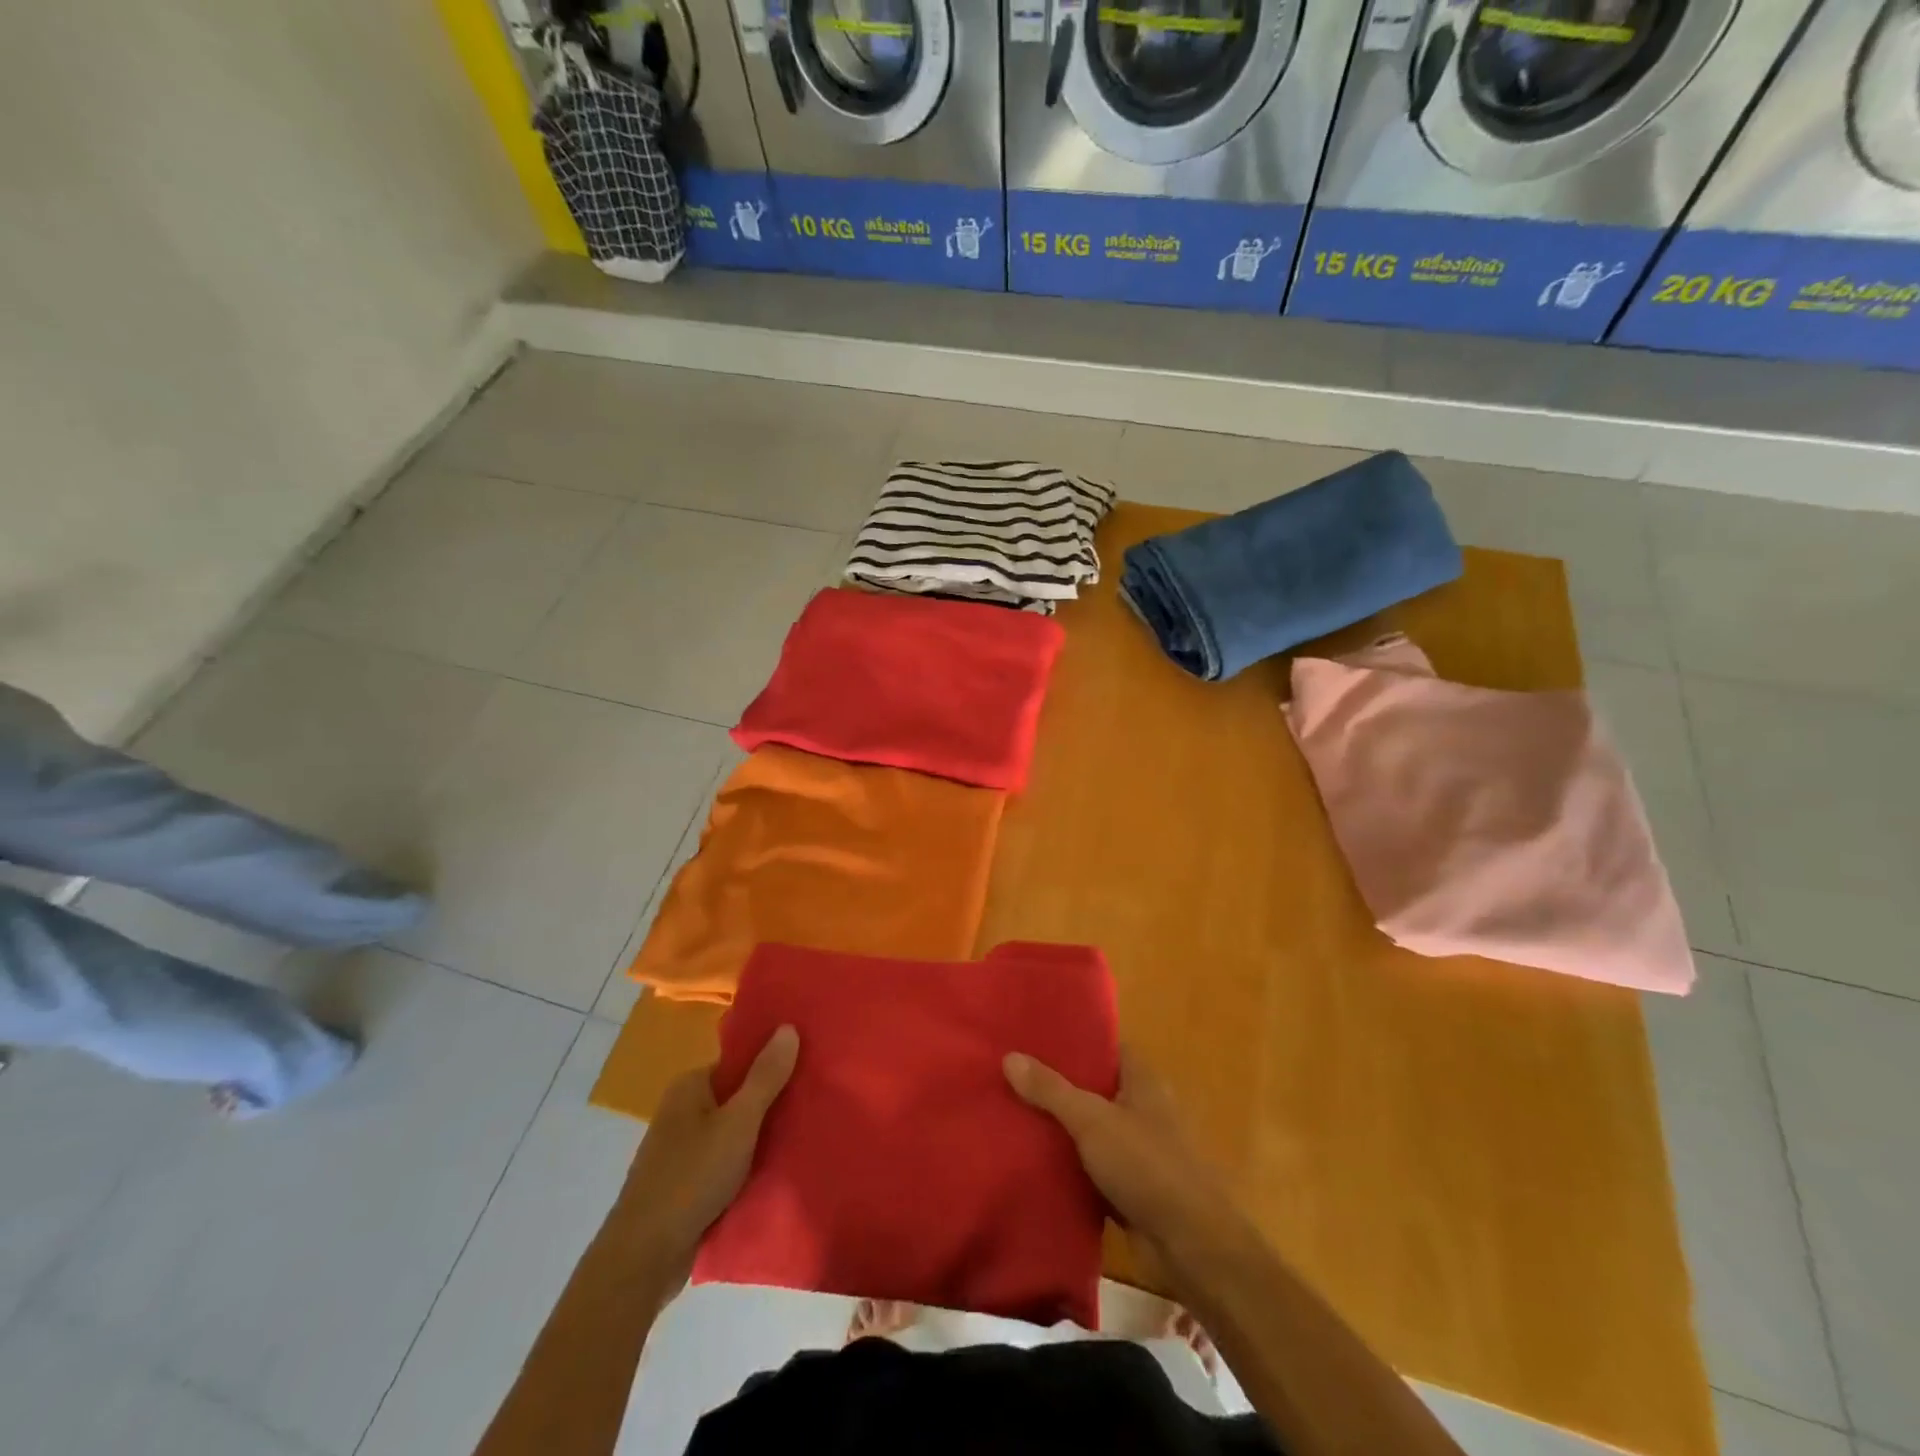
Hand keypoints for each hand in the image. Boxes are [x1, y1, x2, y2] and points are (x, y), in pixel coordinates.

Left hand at [620, 1024, 799, 1279]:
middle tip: (814, 1101)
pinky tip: (776, 1169)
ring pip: (733, 1131)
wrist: (644, 1258)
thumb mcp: (739, 1122)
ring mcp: (681, 1149)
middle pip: (737, 1095)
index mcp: (690, 1086)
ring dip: (761, 1135)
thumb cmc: (692, 1177)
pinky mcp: (685, 1183)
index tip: (808, 1067)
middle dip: (771, 1100)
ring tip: (804, 1133)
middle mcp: (682, 1110)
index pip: (739, 1061)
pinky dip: (747, 1163)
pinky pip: (725, 1161)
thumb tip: (788, 1026)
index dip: (772, 1061)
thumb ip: (765, 1077)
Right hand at [1004, 1045, 1237, 1263]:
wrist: (1190, 1246)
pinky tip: (1031, 1159)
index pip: (1107, 1047)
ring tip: (1011, 1112)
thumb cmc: (1147, 1166)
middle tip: (1012, 1073)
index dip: (1075, 1039)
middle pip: (1094, 1087)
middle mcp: (1141, 1109)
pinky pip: (1090, 1166)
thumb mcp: (1092, 1120)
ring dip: (1059, 1126)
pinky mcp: (1128, 1189)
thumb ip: (1051, 1090)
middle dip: (1058, 1083)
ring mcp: (1136, 1151)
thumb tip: (1009, 1055)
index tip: (1035, 1035)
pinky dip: (1067, 1164)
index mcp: (1142, 1081)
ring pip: (1090, 1128)